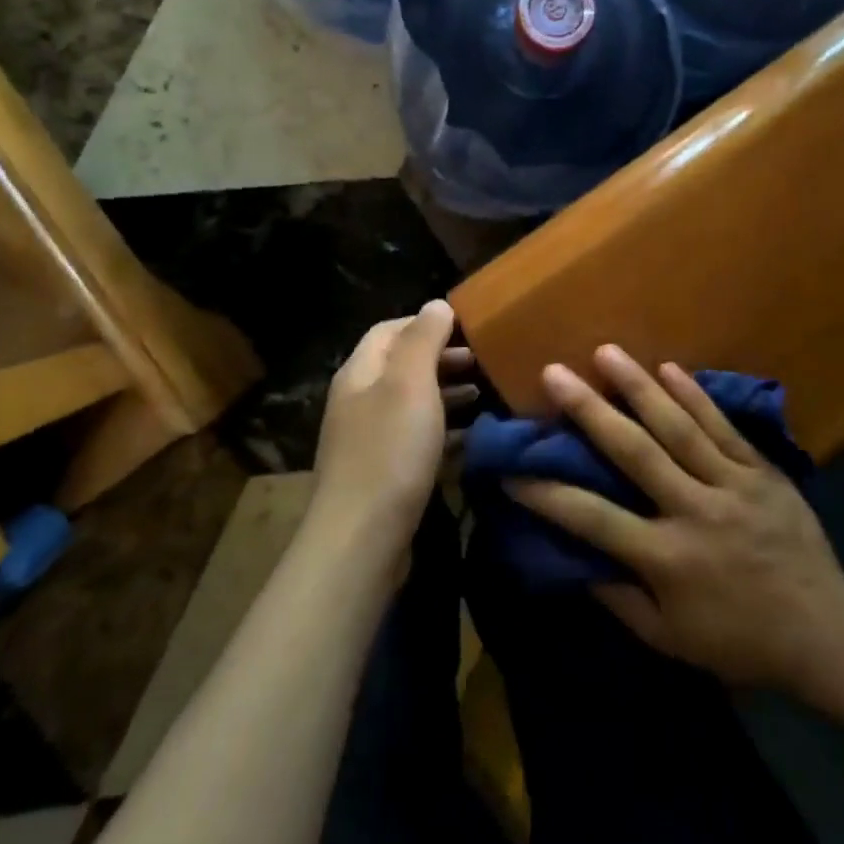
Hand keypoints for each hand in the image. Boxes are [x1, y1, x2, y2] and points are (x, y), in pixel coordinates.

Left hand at [312, 300, 475, 559]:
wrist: (361, 539)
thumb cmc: (390, 450)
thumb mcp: (410, 383)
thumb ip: (424, 339)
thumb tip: (436, 304)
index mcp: (360, 372)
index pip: (390, 330)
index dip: (427, 323)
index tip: (467, 328)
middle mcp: (359, 400)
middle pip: (401, 366)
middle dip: (442, 358)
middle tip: (483, 361)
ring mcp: (369, 439)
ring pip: (412, 403)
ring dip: (447, 393)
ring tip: (483, 393)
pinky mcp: (384, 473)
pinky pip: (417, 438)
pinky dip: (444, 430)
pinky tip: (472, 437)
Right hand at [509, 347, 843, 713]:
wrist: (826, 632)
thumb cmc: (740, 641)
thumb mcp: (671, 640)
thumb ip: (619, 599)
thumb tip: (574, 560)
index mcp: (667, 558)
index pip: (593, 519)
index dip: (548, 493)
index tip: (511, 467)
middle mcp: (694, 511)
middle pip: (634, 452)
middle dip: (589, 411)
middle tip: (555, 374)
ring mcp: (732, 485)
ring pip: (679, 427)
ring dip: (639, 386)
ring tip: (606, 352)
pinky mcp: (762, 472)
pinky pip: (724, 427)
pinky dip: (695, 395)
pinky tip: (670, 367)